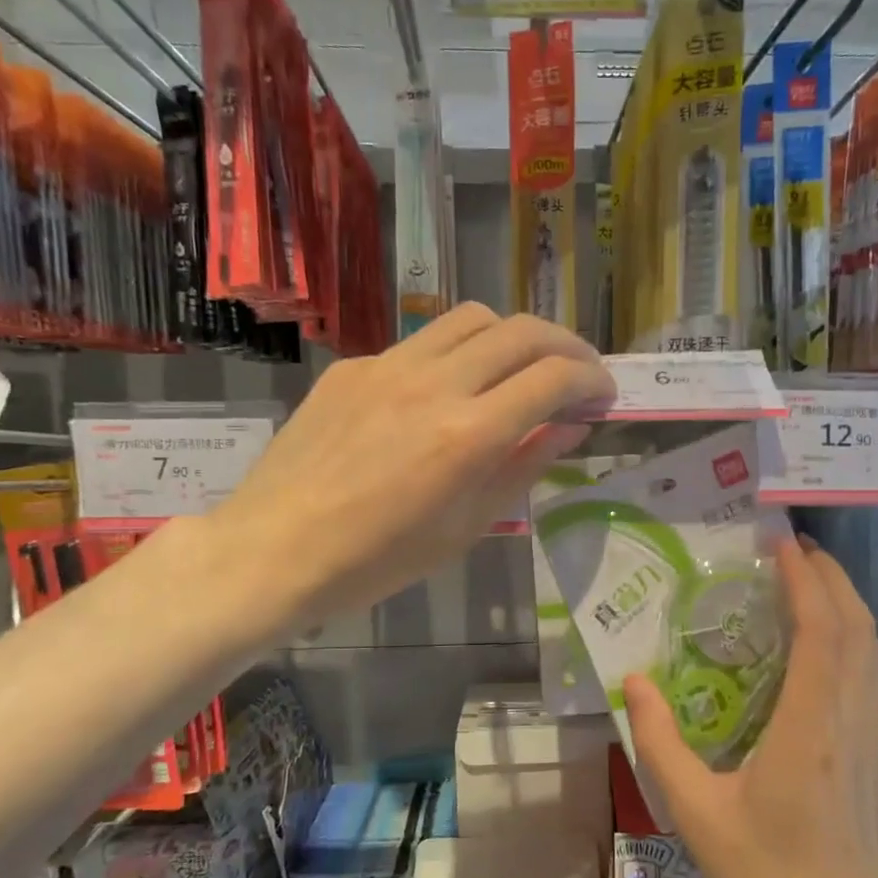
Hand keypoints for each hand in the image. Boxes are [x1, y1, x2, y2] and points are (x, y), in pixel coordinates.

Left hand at [214, 304, 614, 625]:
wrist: (274, 549)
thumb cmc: (378, 560)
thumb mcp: (466, 527)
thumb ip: (525, 467)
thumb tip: (571, 427)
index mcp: (468, 435)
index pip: (553, 377)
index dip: (592, 380)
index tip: (603, 396)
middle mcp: (434, 383)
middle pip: (522, 331)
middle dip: (567, 345)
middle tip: (579, 373)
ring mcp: (388, 366)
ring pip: (472, 318)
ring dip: (514, 335)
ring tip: (521, 368)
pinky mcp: (355, 366)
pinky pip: (422, 342)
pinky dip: (456, 354)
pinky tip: (448, 391)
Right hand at [624, 538, 877, 877]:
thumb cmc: (768, 877)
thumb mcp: (695, 813)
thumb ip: (660, 742)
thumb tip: (635, 681)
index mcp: (809, 725)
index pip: (819, 628)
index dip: (804, 578)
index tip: (780, 543)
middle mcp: (848, 718)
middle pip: (855, 626)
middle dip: (830, 576)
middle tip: (793, 548)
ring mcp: (870, 736)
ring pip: (870, 649)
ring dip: (846, 604)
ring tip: (810, 582)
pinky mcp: (876, 754)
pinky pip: (870, 676)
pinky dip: (854, 639)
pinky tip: (829, 646)